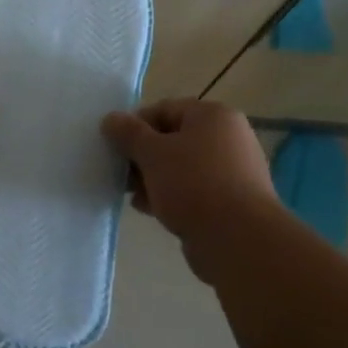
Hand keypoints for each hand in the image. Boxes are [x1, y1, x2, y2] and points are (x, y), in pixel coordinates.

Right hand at [102, 99, 276, 277]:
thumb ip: (128, 134)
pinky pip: (192, 190)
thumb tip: (110, 118)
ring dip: (152, 179)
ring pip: (180, 167)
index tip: (114, 147)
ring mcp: (231, 170)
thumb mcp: (152, 154)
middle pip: (172, 139)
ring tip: (132, 195)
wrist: (237, 238)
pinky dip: (169, 195)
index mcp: (213, 116)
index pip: (164, 109)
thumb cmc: (193, 184)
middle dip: (142, 156)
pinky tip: (149, 209)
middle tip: (120, 174)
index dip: (135, 126)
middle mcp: (227, 137)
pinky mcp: (229, 200)